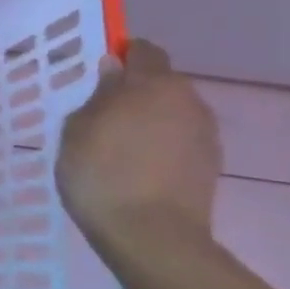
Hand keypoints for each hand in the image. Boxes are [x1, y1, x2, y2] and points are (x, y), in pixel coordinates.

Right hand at [55, 40, 220, 263]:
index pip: (143, 50)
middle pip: (160, 83)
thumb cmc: (102, 173)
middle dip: (135, 92)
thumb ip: (99, 94)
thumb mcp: (78, 128)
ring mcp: (205, 135)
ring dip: (149, 121)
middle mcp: (187, 100)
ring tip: (118, 147)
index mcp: (153, 83)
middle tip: (101, 114)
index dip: (122, 56)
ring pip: (171, 113)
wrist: (152, 237)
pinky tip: (138, 169)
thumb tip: (114, 72)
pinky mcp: (211, 166)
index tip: (99, 74)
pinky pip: (179, 142)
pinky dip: (161, 147)